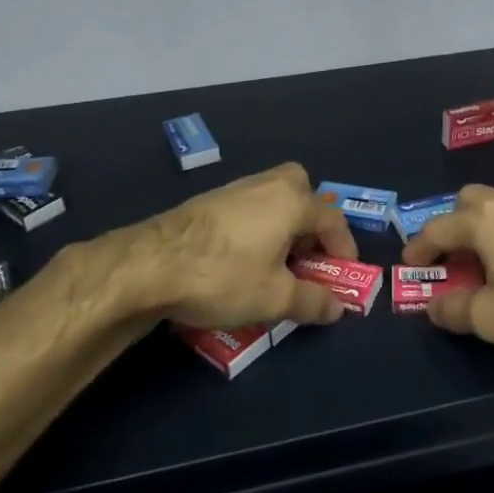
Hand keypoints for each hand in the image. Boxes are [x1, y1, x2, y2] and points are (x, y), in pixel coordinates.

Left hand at [134, 162, 360, 329]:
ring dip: (282, 224)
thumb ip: (313, 301)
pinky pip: (247, 207)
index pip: (332, 219)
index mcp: (291, 201)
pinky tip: (242, 257)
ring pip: (271, 197)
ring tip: (276, 262)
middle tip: (307, 253)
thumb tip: (337, 307)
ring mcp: (233, 190)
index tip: (343, 275)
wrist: (149, 265)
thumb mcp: (275, 298)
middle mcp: (265, 185)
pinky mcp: (206, 202)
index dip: (344, 248)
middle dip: (311, 219)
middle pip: (301, 189)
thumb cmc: (223, 276)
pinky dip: (256, 226)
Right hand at [400, 184, 493, 363]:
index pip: (437, 228)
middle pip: (469, 199)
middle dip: (453, 224)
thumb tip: (434, 306)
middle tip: (452, 258)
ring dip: (485, 225)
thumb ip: (455, 310)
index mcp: (484, 221)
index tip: (410, 266)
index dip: (418, 248)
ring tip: (489, 259)